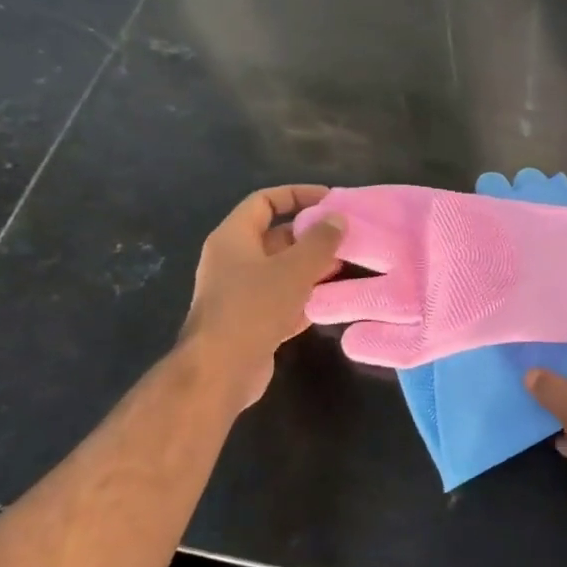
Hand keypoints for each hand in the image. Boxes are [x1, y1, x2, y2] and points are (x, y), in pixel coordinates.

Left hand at [182, 185, 343, 402]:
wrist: (219, 371)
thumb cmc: (253, 308)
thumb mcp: (294, 268)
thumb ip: (320, 241)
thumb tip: (338, 217)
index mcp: (233, 238)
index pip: (264, 201)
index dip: (297, 195)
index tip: (330, 200)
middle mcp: (233, 260)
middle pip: (276, 236)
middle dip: (311, 235)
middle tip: (346, 237)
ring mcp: (239, 292)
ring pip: (281, 269)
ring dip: (311, 266)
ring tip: (345, 266)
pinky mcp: (250, 320)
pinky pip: (281, 297)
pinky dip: (304, 295)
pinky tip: (332, 299)